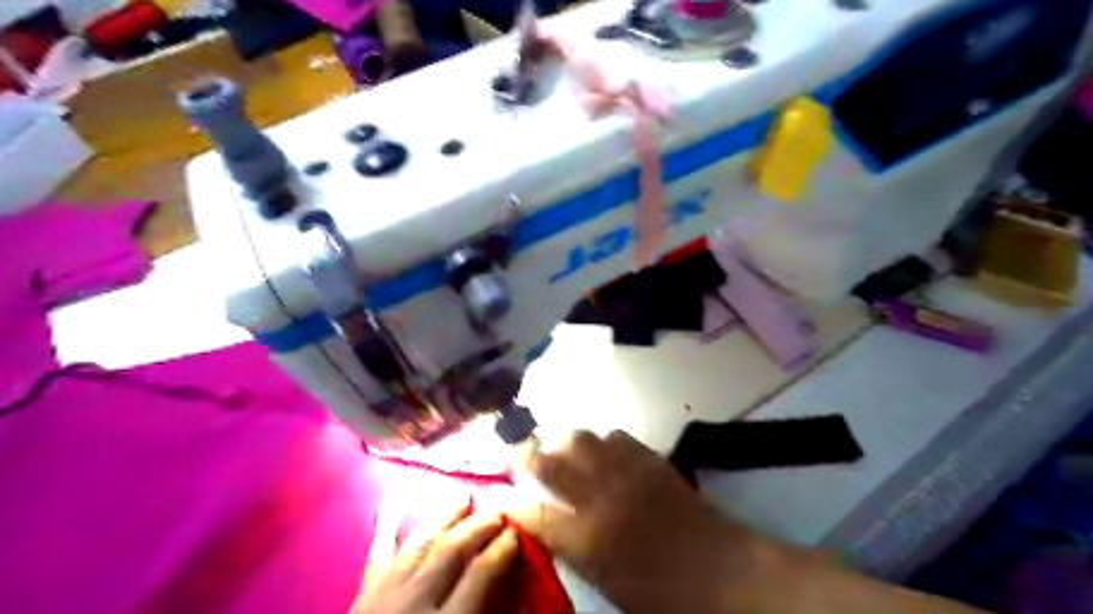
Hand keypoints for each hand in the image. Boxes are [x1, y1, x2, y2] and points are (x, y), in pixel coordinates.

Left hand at [352, 504, 518, 612]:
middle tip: (497, 510)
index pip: (479, 574)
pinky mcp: (362, 599)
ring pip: (417, 545)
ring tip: (461, 499)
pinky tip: (391, 507)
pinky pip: (376, 558)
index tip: (516, 533)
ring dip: (442, 520)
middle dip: (477, 526)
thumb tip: (518, 601)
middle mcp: (413, 603)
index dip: (501, 550)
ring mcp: (383, 597)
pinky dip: (384, 531)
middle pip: (450, 552)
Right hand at [505, 430, 765, 613]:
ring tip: (557, 445)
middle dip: (525, 455)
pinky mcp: (649, 459)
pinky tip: (603, 451)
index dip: (510, 501)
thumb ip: (573, 549)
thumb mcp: (606, 583)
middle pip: (549, 464)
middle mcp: (599, 498)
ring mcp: (625, 472)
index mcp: (586, 539)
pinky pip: (615, 437)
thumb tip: (548, 524)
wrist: (720, 570)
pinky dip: (602, 442)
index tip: (498, 493)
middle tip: (517, 451)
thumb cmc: (661, 592)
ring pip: (580, 439)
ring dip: (562, 441)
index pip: (532, 513)